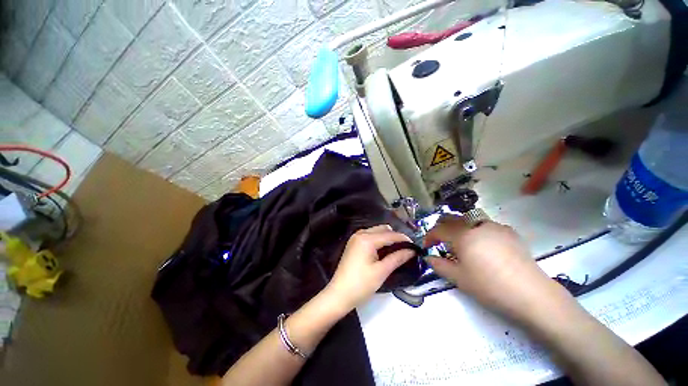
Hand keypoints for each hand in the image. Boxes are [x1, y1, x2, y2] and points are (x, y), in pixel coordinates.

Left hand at [324, 225, 415, 311]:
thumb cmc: (361, 284)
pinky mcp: (353, 243)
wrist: (339, 294)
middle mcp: (360, 233)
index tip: (416, 246)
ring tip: (397, 250)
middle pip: (383, 229)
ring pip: (376, 231)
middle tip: (406, 249)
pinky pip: (370, 236)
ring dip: (387, 238)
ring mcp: (355, 237)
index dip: (404, 239)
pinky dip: (378, 240)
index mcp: (367, 239)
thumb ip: (397, 258)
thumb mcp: (382, 271)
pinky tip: (383, 250)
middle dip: (395, 237)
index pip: (390, 235)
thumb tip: (412, 251)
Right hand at [424, 216, 573, 324]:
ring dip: (459, 228)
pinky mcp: (509, 232)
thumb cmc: (489, 286)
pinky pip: (486, 225)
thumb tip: (428, 257)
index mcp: (463, 235)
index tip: (426, 246)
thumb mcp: (458, 278)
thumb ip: (439, 265)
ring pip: (469, 220)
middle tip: (440, 241)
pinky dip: (477, 231)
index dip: (429, 237)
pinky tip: (483, 245)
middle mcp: (477, 225)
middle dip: (442, 228)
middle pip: (452, 219)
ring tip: (462, 243)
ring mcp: (495, 227)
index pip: (438, 230)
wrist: (532, 295)